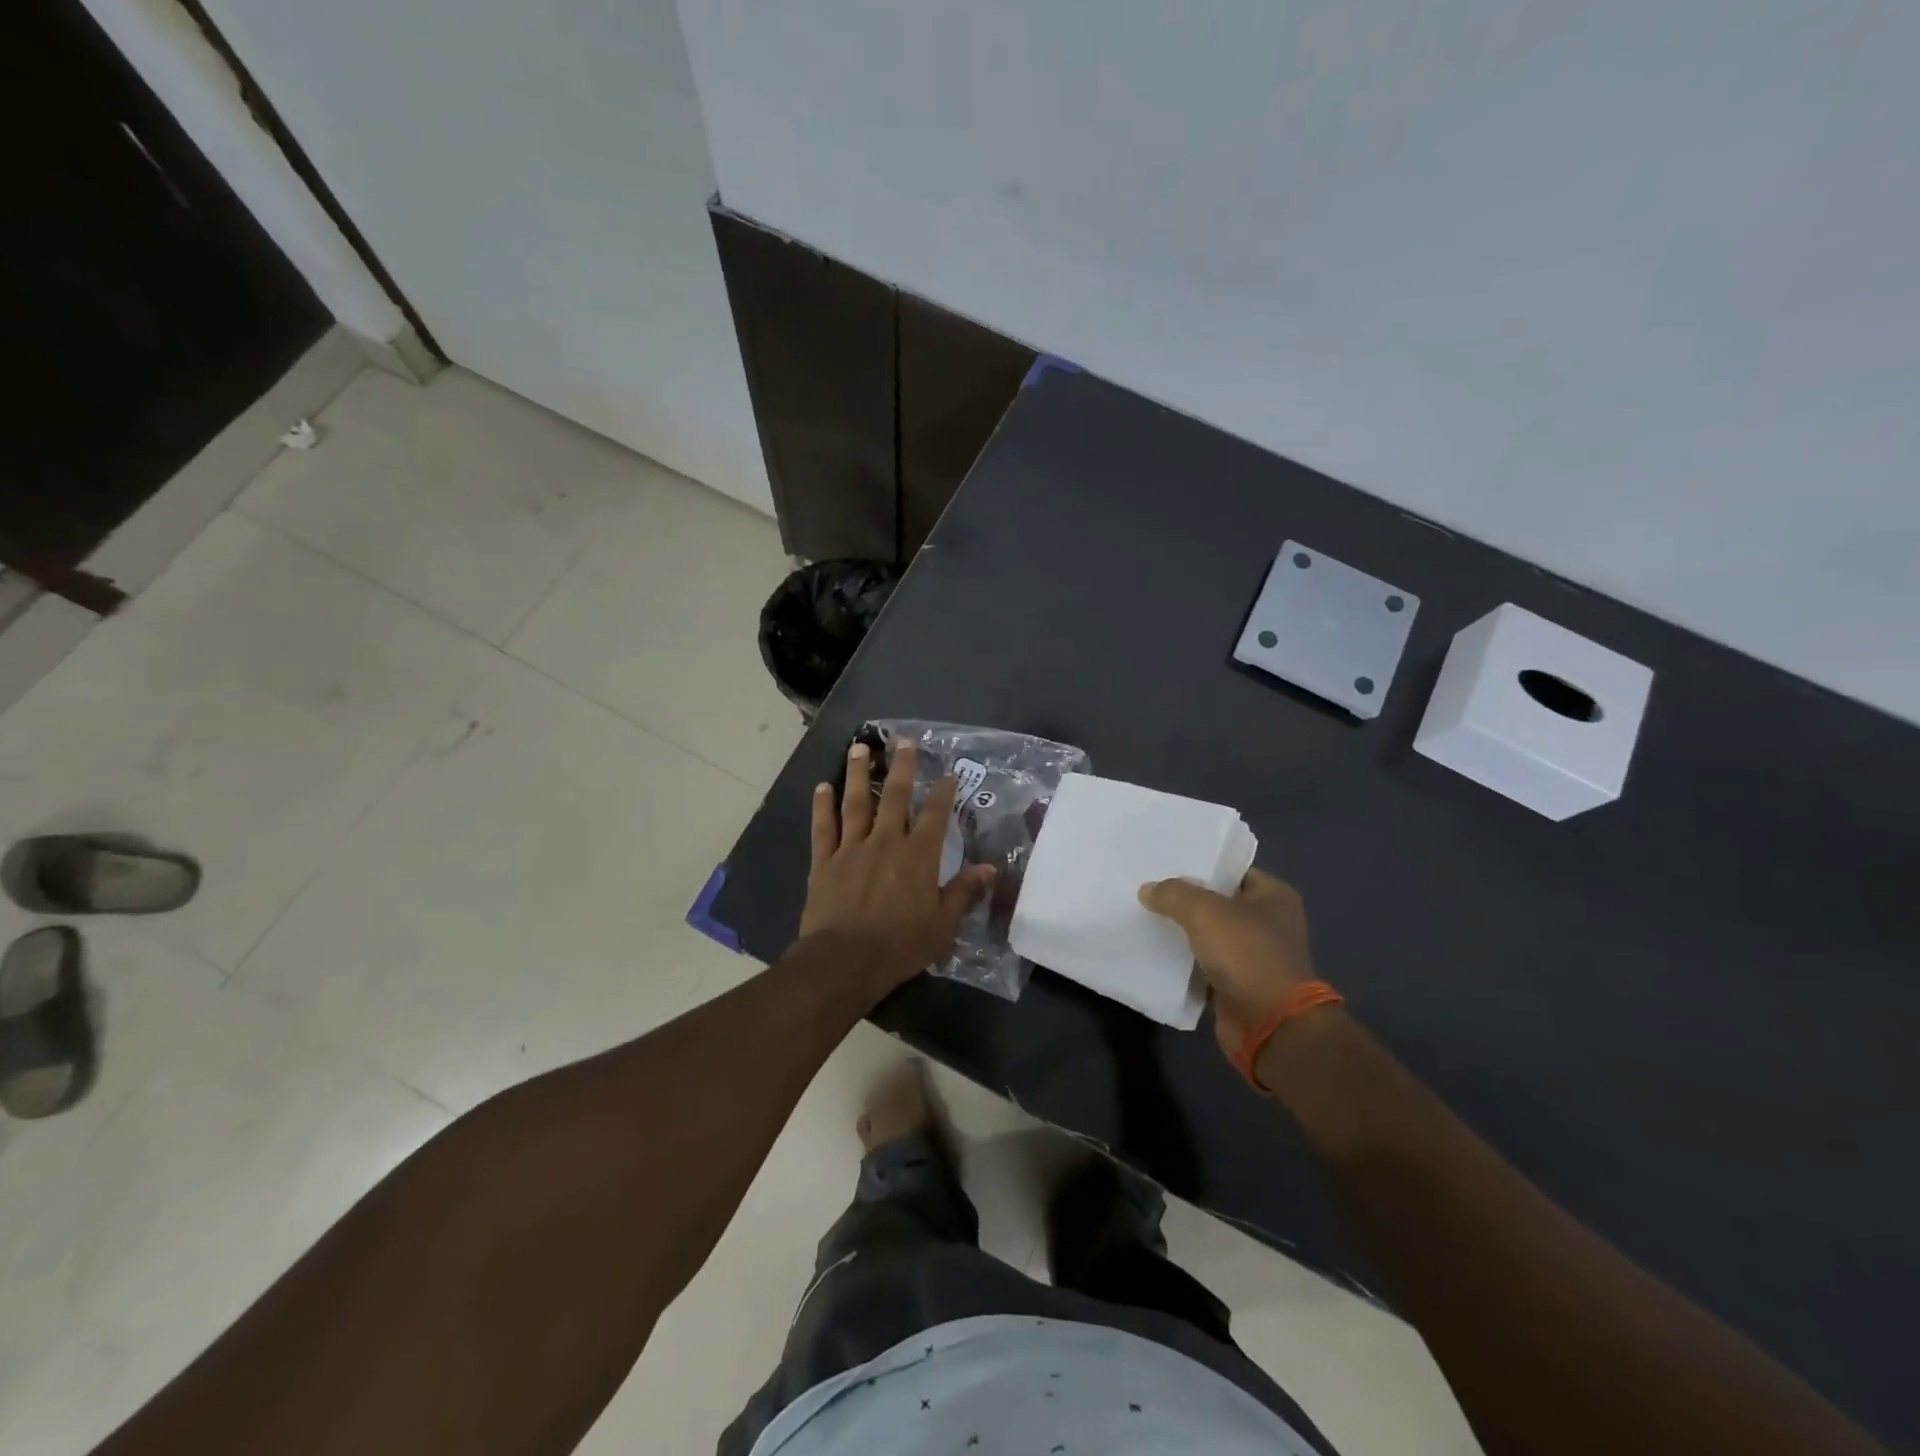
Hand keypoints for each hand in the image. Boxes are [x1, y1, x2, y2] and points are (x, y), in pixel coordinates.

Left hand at [799, 741, 995, 993]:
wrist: (845, 961)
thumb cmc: (900, 945)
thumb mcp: (943, 924)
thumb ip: (964, 892)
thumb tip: (990, 868)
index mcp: (918, 855)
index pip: (935, 815)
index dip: (942, 791)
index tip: (947, 772)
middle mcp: (886, 842)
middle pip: (894, 796)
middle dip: (901, 767)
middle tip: (903, 741)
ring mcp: (851, 849)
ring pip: (855, 803)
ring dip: (858, 774)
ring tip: (859, 748)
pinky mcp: (824, 862)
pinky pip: (823, 828)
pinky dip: (822, 806)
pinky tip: (822, 787)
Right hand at [1138, 870, 1314, 1061]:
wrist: (1269, 1026)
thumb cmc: (1247, 955)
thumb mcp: (1204, 912)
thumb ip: (1173, 894)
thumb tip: (1148, 890)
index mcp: (1273, 896)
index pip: (1230, 871)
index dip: (1199, 866)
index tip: (1164, 865)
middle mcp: (1267, 923)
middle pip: (1216, 902)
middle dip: (1184, 900)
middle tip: (1147, 890)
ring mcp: (1253, 956)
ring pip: (1207, 935)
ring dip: (1181, 932)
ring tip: (1143, 917)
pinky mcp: (1237, 984)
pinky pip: (1203, 964)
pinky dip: (1183, 961)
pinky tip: (1153, 951)